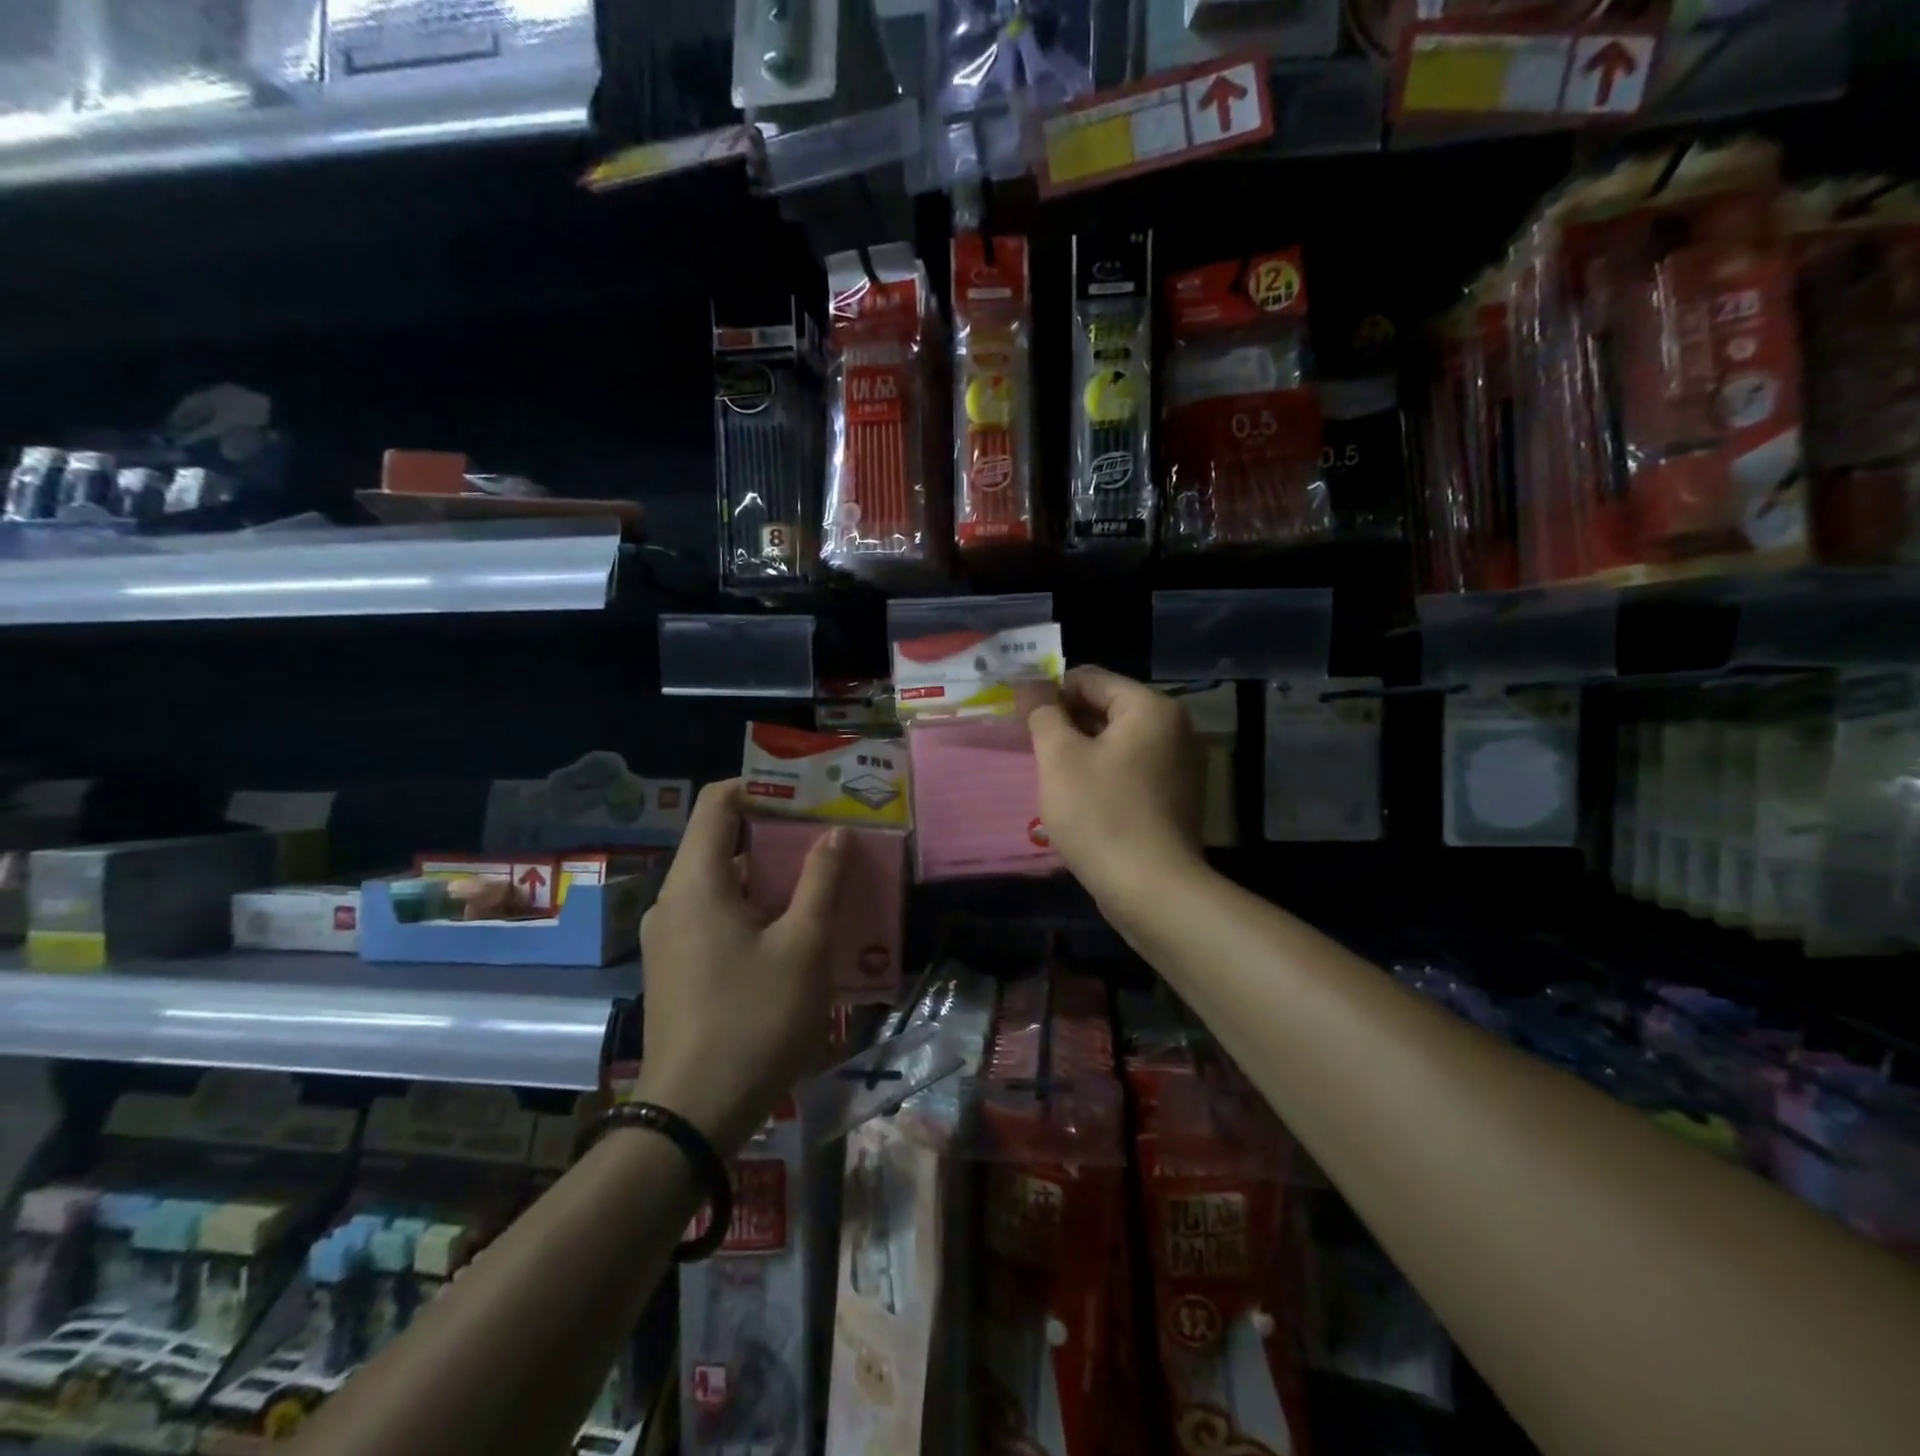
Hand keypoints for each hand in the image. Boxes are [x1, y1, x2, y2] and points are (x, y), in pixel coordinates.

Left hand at [636, 781, 846, 1151]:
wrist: (692, 1116)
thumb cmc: (754, 1019)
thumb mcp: (803, 946)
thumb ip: (821, 882)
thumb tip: (835, 834)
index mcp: (697, 883)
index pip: (718, 804)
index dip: (760, 786)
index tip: (807, 792)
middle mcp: (674, 901)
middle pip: (723, 843)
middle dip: (777, 834)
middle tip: (830, 835)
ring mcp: (671, 937)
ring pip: (724, 884)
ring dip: (772, 877)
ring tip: (823, 879)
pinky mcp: (677, 968)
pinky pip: (717, 917)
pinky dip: (755, 909)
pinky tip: (796, 930)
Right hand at [1021, 667, 1206, 918]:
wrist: (1152, 890)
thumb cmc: (1101, 815)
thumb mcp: (1060, 758)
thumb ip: (1042, 713)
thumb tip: (1030, 683)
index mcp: (1151, 708)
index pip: (1090, 679)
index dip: (1049, 693)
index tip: (1020, 718)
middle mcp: (1175, 728)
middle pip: (1107, 708)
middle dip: (1065, 724)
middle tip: (1031, 750)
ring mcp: (1180, 765)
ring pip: (1117, 742)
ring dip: (1081, 751)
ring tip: (1051, 777)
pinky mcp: (1176, 798)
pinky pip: (1131, 769)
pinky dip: (1103, 774)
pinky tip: (1079, 800)